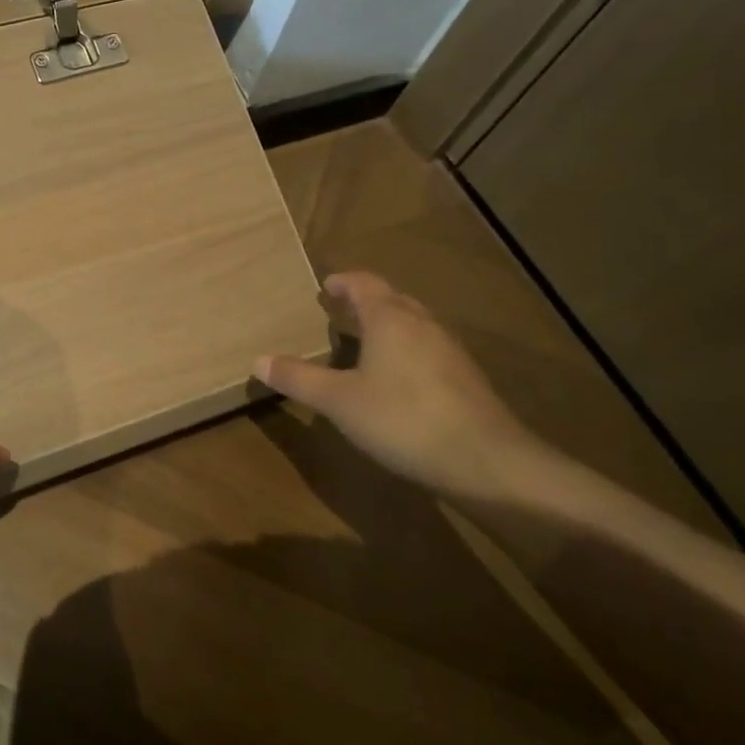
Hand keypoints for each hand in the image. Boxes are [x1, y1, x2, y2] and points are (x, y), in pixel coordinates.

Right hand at [256, 272, 542, 499]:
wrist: (487, 462)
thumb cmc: (402, 419)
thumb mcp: (338, 401)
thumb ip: (298, 378)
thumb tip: (257, 360)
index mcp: (389, 318)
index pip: (364, 284)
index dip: (344, 282)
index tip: (327, 286)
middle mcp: (422, 324)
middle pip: (392, 299)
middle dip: (366, 301)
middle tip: (341, 311)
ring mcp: (449, 351)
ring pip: (413, 324)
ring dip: (388, 325)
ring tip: (365, 342)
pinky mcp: (465, 379)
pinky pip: (427, 349)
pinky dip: (406, 350)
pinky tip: (396, 379)